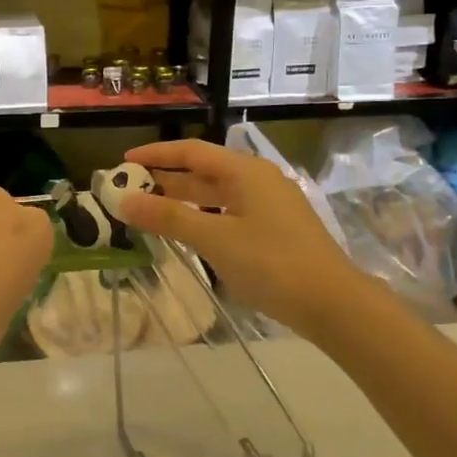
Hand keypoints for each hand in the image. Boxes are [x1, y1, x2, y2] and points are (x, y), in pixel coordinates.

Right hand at [118, 139, 368, 336]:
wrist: (333, 304)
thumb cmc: (272, 263)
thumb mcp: (215, 239)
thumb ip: (168, 217)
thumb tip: (122, 200)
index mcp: (246, 171)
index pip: (191, 151)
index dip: (156, 154)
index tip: (123, 163)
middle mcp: (258, 181)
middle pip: (203, 171)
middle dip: (166, 179)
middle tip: (130, 190)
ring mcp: (269, 206)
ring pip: (216, 194)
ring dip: (183, 200)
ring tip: (150, 210)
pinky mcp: (275, 230)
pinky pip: (228, 213)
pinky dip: (202, 218)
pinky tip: (188, 233)